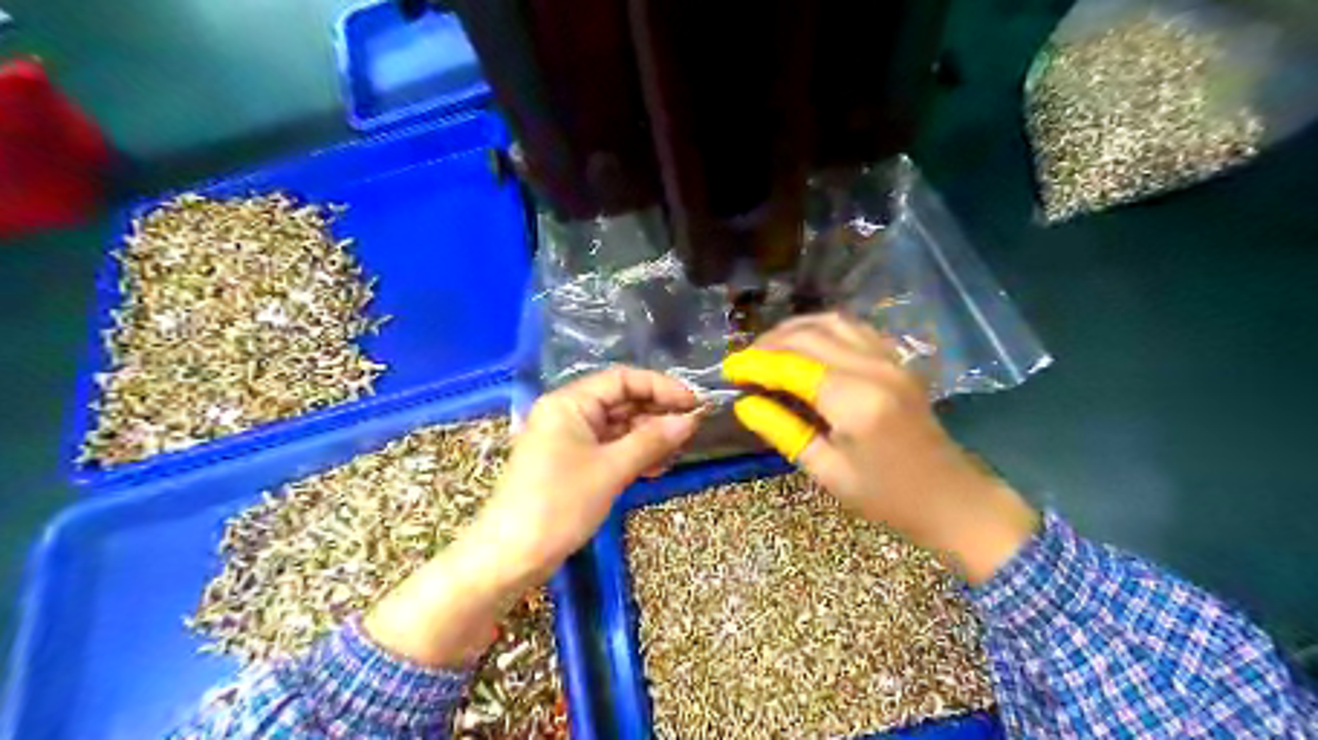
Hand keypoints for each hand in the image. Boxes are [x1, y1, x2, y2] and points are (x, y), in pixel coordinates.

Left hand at [356, 368, 693, 667]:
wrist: (510, 556)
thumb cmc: (559, 504)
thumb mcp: (610, 469)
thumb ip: (652, 440)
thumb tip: (690, 420)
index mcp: (569, 402)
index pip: (622, 379)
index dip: (661, 387)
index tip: (694, 404)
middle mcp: (567, 414)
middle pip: (620, 401)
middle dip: (656, 413)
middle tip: (691, 430)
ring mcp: (568, 440)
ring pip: (617, 427)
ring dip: (648, 437)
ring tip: (677, 452)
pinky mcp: (571, 464)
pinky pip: (608, 449)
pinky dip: (632, 455)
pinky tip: (655, 468)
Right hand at [721, 313, 1040, 583]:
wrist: (951, 498)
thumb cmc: (886, 496)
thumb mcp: (827, 471)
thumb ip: (783, 431)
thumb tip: (745, 405)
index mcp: (854, 401)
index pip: (791, 366)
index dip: (754, 364)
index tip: (727, 369)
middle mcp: (873, 368)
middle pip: (810, 335)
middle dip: (769, 343)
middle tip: (743, 362)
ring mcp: (890, 360)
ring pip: (833, 322)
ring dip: (795, 329)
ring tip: (768, 349)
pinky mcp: (897, 361)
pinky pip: (854, 329)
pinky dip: (823, 329)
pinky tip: (807, 345)